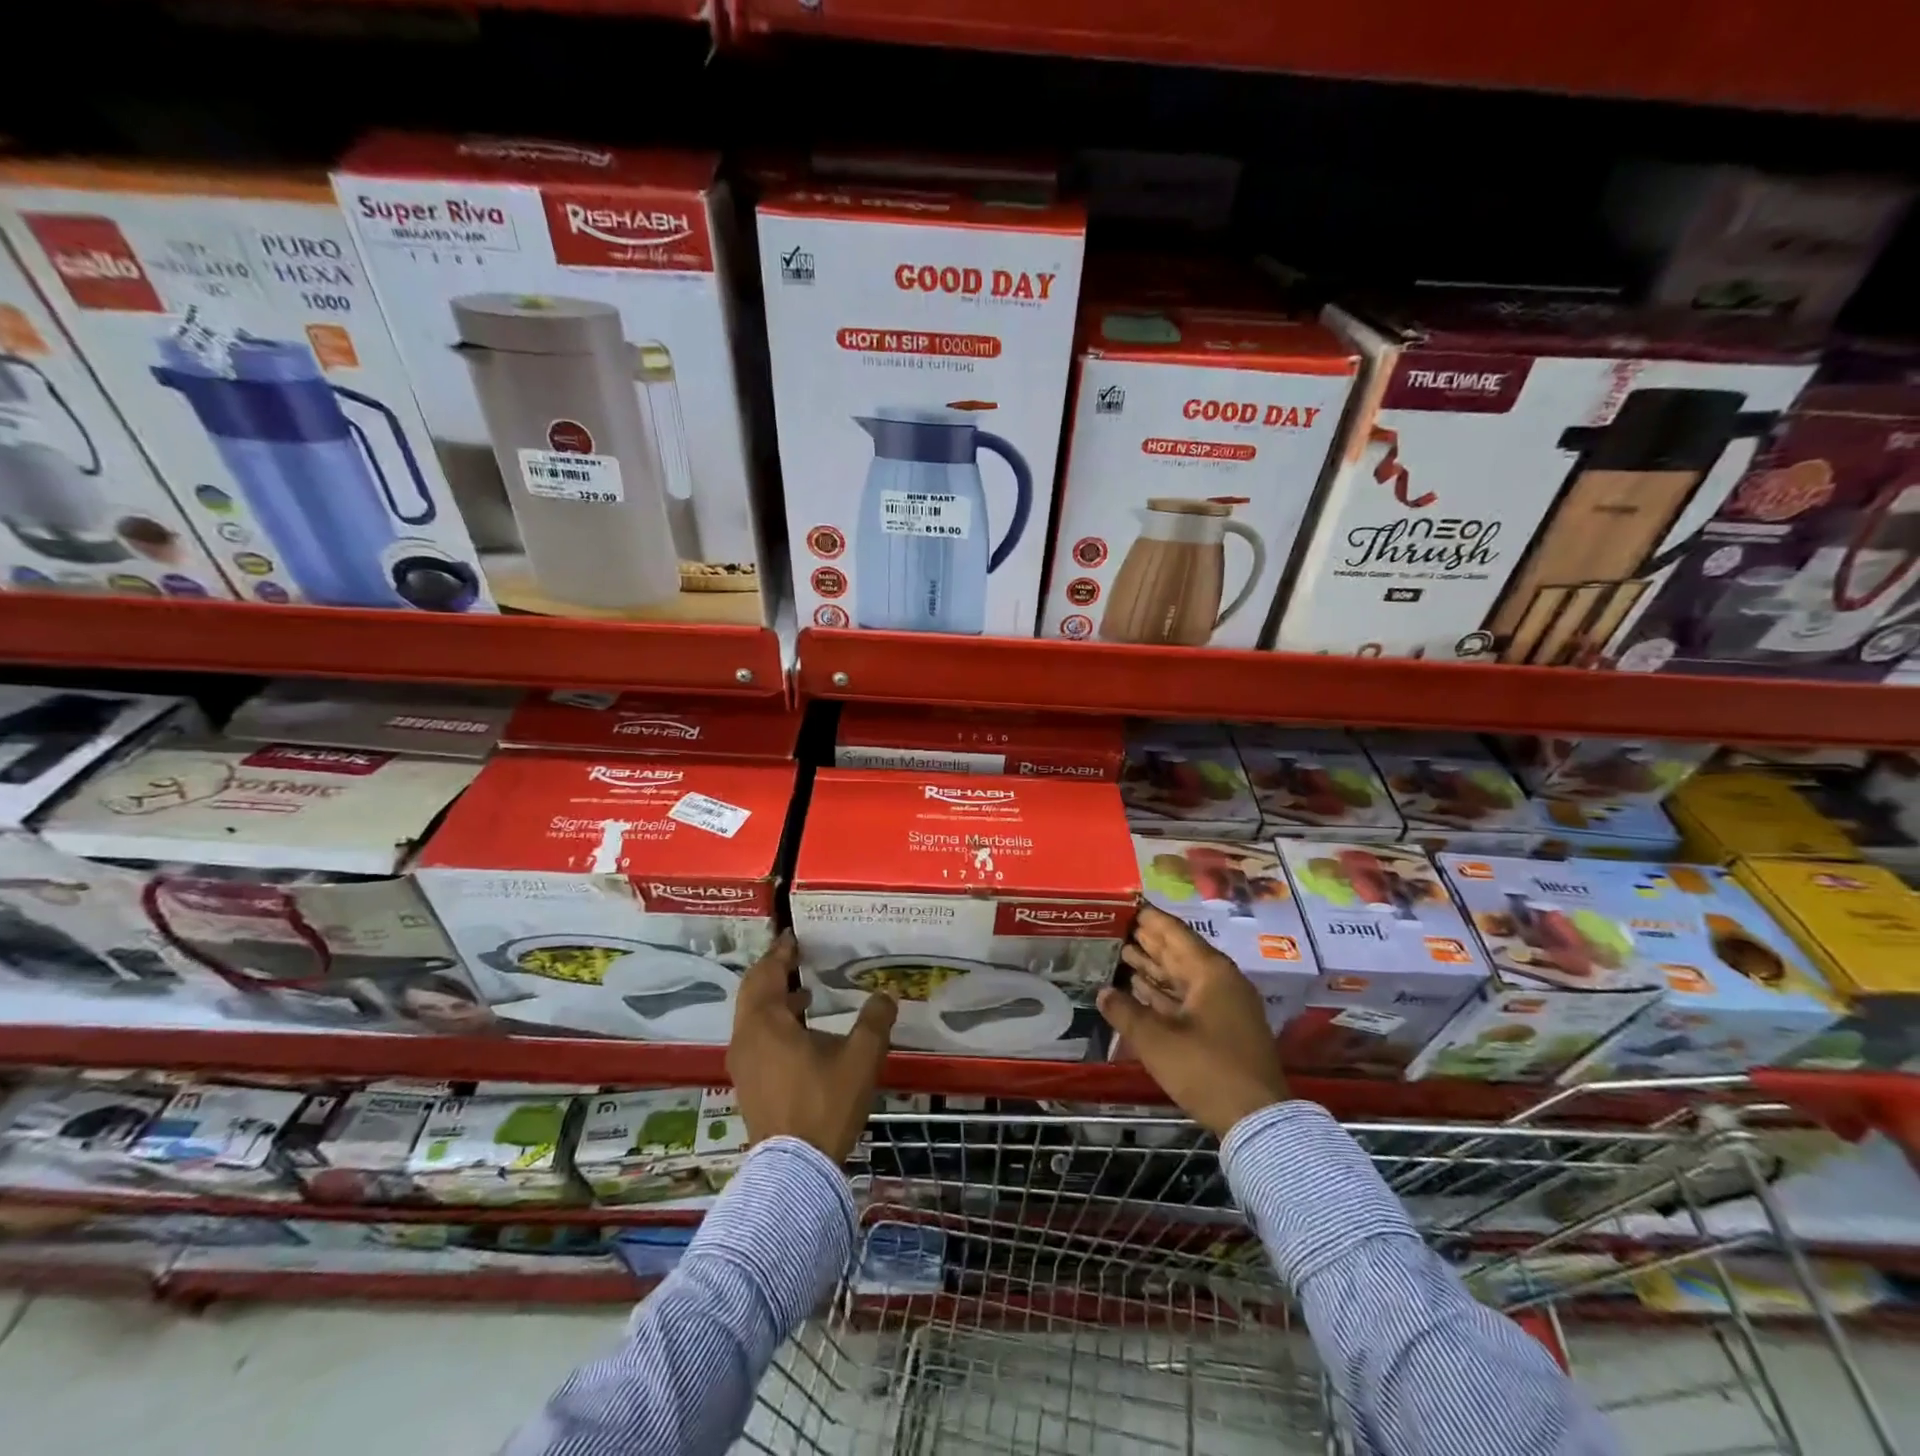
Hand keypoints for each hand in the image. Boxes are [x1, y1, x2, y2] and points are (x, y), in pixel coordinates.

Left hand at [727, 930, 896, 1162]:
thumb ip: (874, 1021)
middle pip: (753, 992)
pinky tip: (801, 1034)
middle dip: (773, 972)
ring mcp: (742, 1064)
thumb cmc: (825, 1103)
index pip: (766, 973)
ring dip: (774, 1000)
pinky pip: (755, 1039)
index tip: (793, 936)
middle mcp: (745, 1038)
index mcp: (765, 1022)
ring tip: (805, 994)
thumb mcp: (860, 1058)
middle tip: (796, 958)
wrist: (795, 1170)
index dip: (780, 952)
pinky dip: (773, 1024)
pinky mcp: (747, 1084)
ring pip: (752, 1017)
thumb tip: (886, 995)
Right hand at [1098, 904, 1290, 1137]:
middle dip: (1148, 940)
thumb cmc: (1206, 1070)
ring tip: (1122, 952)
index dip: (1148, 918)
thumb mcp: (1157, 1041)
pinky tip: (1140, 988)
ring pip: (1182, 976)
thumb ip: (1125, 1012)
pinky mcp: (1222, 1028)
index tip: (1124, 905)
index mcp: (1210, 972)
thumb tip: (1102, 992)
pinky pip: (1187, 998)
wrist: (1256, 1120)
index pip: (1173, 932)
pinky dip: (1164, 991)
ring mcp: (1224, 1005)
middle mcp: (1220, 981)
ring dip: (1153, 966)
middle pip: (1178, 952)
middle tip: (1116, 926)